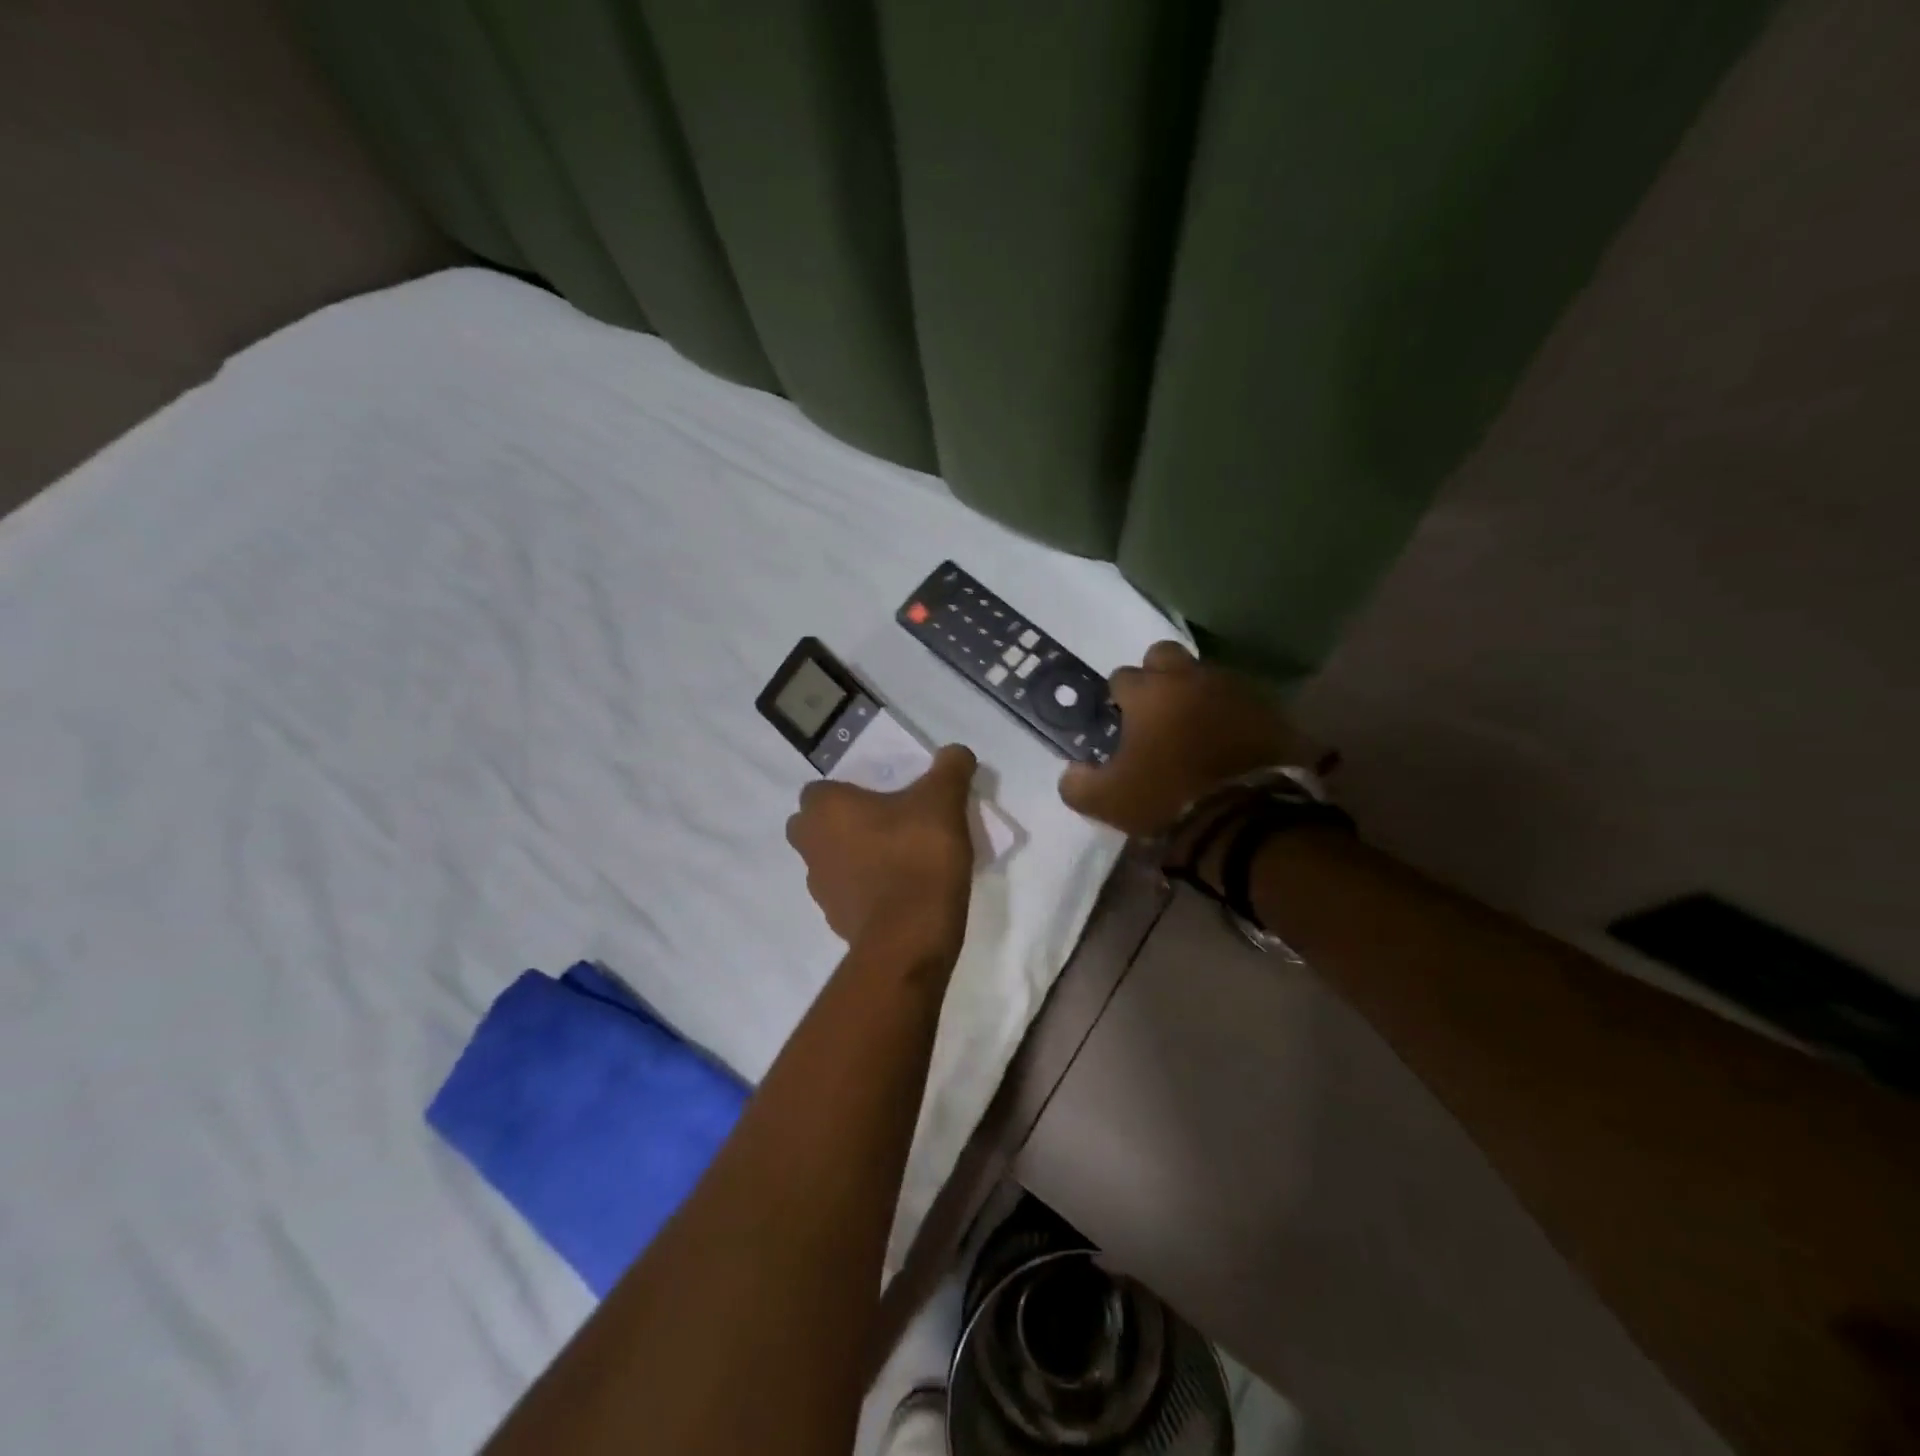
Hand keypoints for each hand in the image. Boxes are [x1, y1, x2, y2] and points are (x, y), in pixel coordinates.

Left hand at [786, 745, 977, 959]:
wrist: (911, 935)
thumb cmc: (917, 854)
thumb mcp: (943, 800)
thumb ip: (950, 768)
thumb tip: (956, 752)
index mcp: (824, 810)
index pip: (820, 789)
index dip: (848, 790)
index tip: (882, 796)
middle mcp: (810, 846)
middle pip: (816, 826)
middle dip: (842, 824)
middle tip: (886, 823)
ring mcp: (820, 888)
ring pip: (831, 861)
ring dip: (855, 857)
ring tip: (899, 858)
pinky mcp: (837, 921)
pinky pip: (849, 894)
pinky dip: (867, 890)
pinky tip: (901, 890)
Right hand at [1060, 642, 1315, 836]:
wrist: (1245, 815)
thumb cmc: (1167, 798)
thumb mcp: (1106, 802)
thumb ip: (1078, 783)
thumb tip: (1073, 771)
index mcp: (1147, 693)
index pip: (1121, 677)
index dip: (1118, 700)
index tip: (1121, 725)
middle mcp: (1188, 678)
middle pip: (1163, 655)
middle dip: (1156, 675)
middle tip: (1156, 711)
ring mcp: (1232, 688)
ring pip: (1204, 674)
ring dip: (1194, 693)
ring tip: (1195, 729)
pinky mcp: (1266, 708)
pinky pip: (1240, 700)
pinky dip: (1230, 713)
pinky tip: (1228, 740)